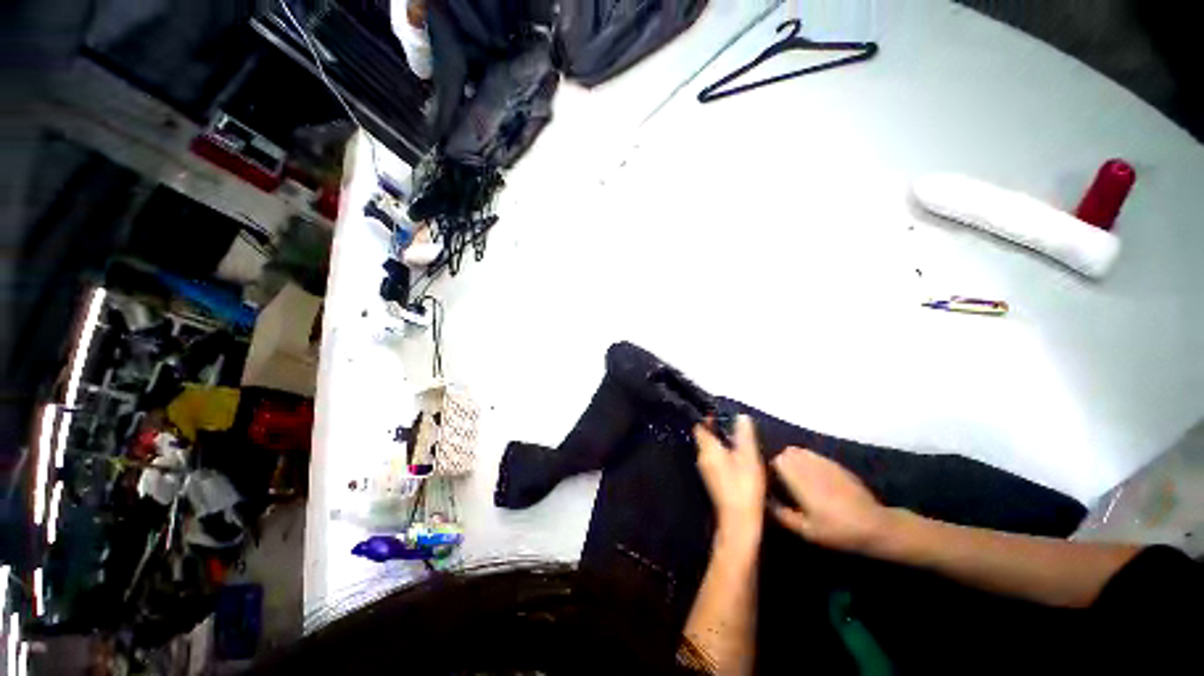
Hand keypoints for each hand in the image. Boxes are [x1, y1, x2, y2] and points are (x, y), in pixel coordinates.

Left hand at [694, 415, 765, 543]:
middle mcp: (701, 457)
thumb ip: (744, 435)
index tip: (717, 412)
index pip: (700, 427)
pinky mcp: (712, 480)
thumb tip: (741, 416)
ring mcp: (705, 470)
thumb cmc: (744, 485)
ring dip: (719, 442)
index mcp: (707, 449)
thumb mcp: (748, 457)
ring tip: (735, 438)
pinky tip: (735, 457)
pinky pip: (713, 459)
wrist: (739, 521)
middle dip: (714, 429)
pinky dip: (721, 454)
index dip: (706, 418)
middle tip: (730, 423)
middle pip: (704, 437)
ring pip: (709, 449)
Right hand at [770, 447, 887, 553]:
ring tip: (798, 476)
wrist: (875, 526)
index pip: (778, 460)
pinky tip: (815, 476)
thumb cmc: (837, 530)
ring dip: (796, 459)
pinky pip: (815, 455)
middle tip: (784, 479)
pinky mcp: (837, 465)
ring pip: (801, 451)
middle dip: (783, 461)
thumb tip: (765, 501)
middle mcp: (810, 466)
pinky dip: (809, 460)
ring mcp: (825, 463)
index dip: (773, 468)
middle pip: (788, 452)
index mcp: (800, 481)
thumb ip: (782, 514)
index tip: (773, 480)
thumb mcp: (807, 530)